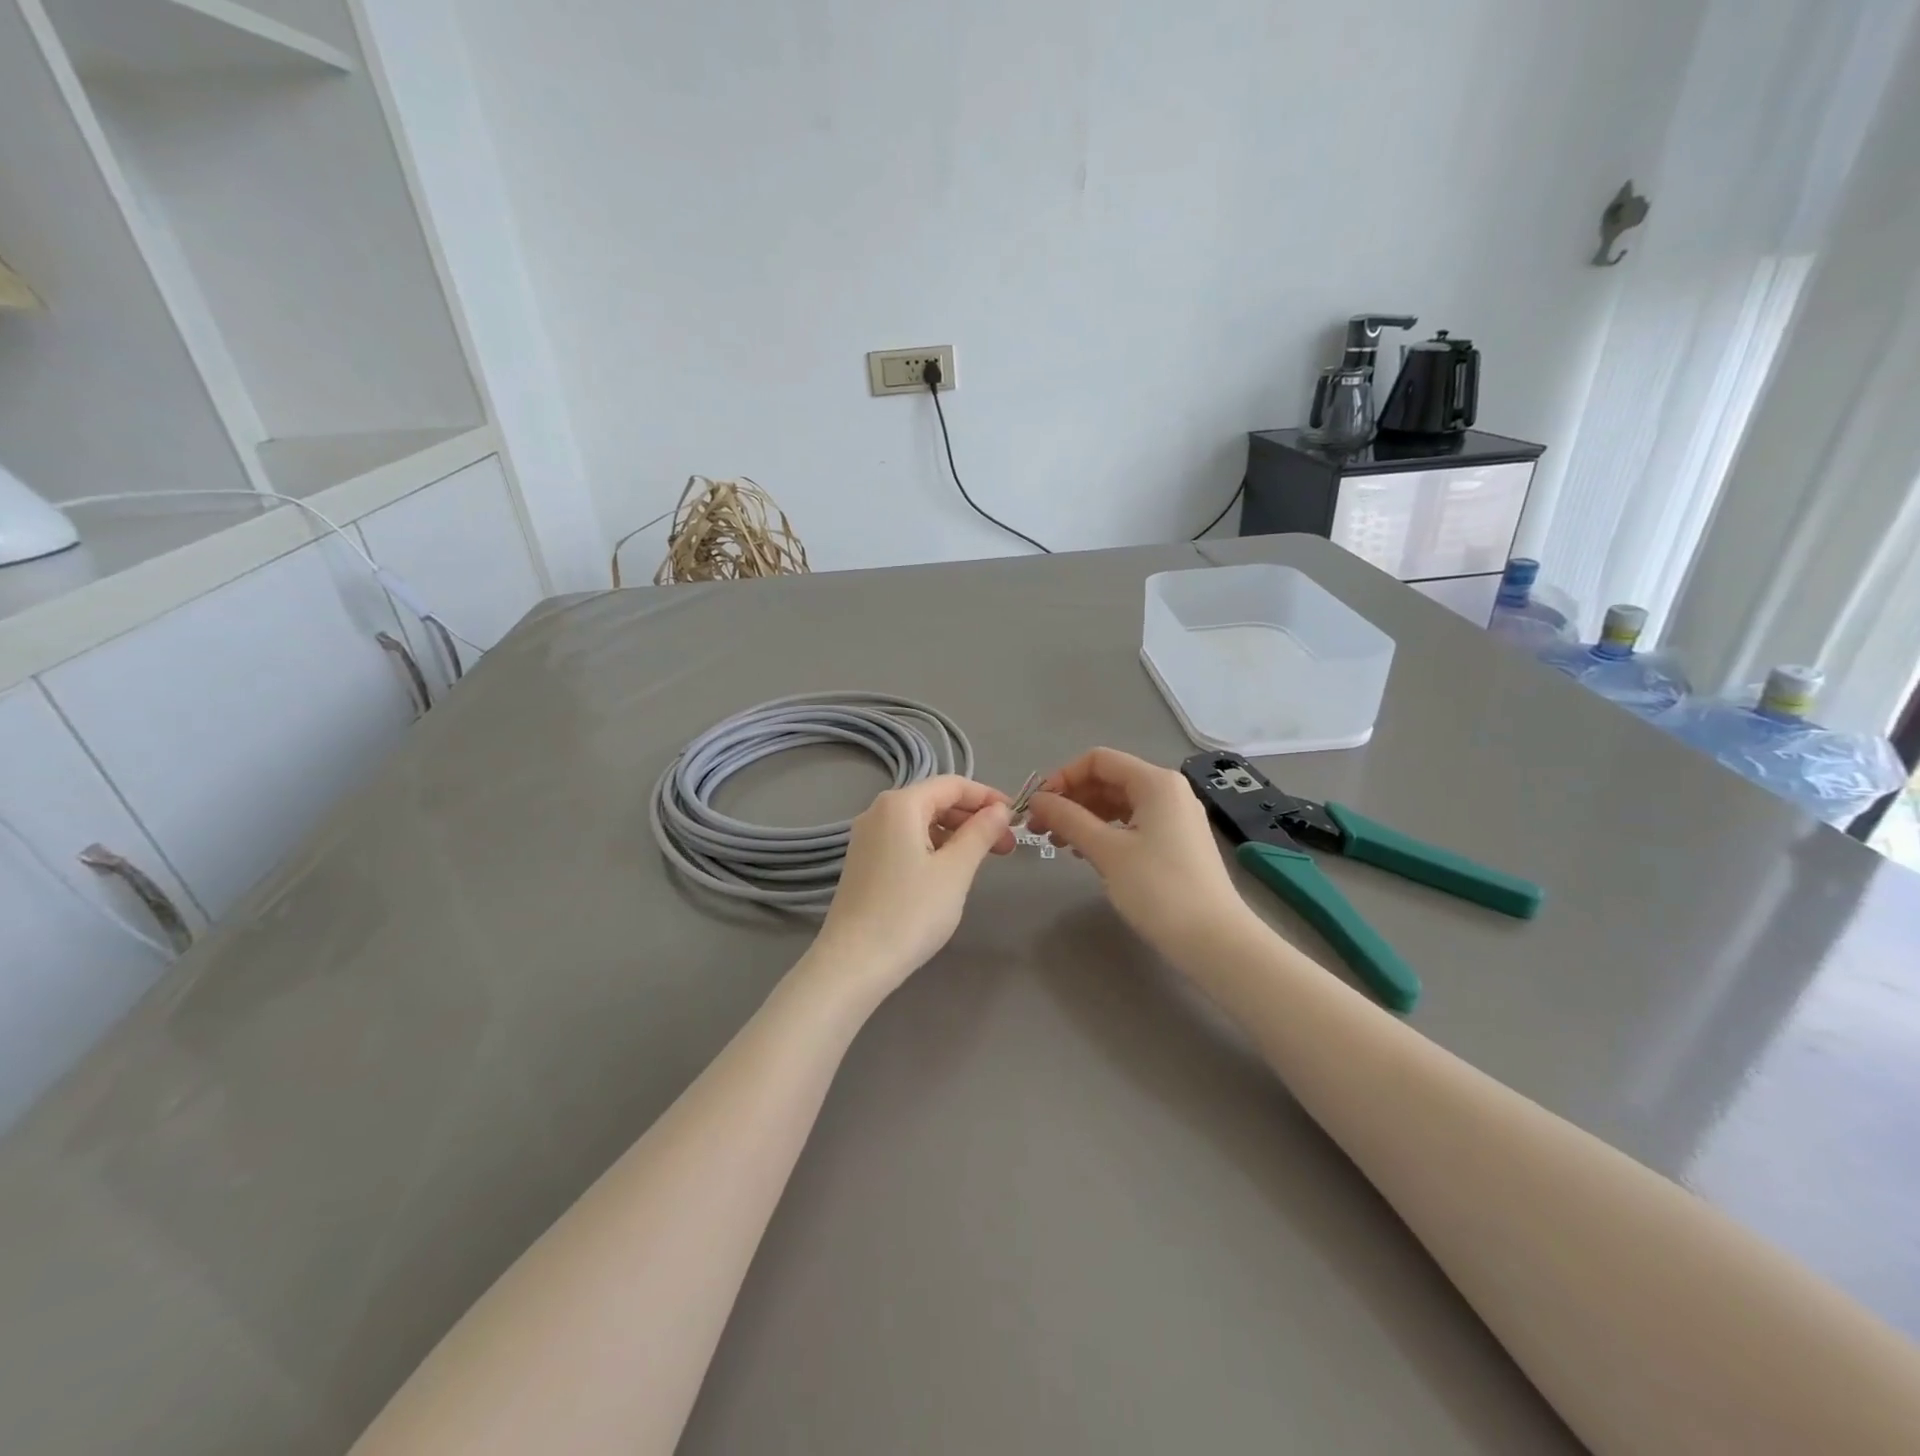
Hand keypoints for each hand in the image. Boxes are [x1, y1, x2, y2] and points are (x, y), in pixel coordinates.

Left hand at [810, 776, 1014, 995]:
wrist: (854, 963)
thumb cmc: (910, 912)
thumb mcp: (955, 871)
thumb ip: (980, 833)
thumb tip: (999, 810)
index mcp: (900, 804)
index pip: (953, 785)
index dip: (988, 797)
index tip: (1017, 818)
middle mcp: (879, 811)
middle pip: (935, 800)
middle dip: (974, 818)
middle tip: (1007, 846)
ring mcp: (867, 837)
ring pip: (921, 822)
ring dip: (956, 834)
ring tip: (983, 860)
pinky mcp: (864, 861)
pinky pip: (906, 840)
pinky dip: (933, 847)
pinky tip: (950, 871)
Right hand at [1025, 747, 1249, 954]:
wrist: (1214, 940)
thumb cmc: (1158, 889)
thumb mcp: (1107, 851)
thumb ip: (1068, 819)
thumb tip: (1037, 801)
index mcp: (1155, 782)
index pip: (1098, 760)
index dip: (1063, 777)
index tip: (1039, 806)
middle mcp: (1168, 791)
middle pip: (1108, 780)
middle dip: (1071, 799)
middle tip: (1040, 828)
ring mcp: (1175, 816)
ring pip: (1119, 803)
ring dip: (1084, 816)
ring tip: (1057, 842)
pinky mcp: (1176, 841)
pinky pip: (1132, 823)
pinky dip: (1105, 831)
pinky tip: (1085, 852)